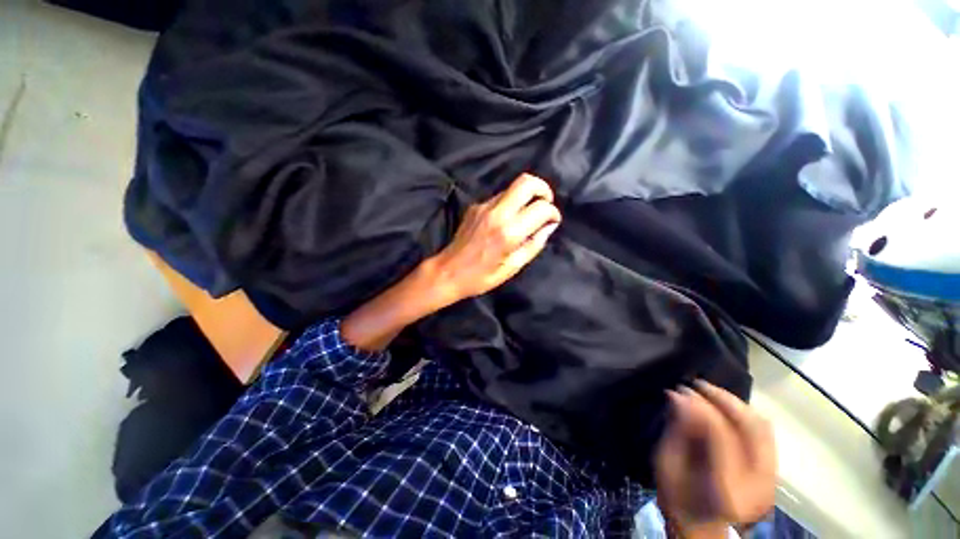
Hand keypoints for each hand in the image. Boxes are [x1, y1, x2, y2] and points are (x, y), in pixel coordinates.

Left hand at [429, 173, 560, 301]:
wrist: (448, 272)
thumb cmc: (481, 277)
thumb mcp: (513, 267)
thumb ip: (534, 244)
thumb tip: (549, 226)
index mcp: (509, 232)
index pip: (541, 207)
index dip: (553, 212)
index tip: (553, 221)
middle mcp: (497, 213)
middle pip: (526, 182)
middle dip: (543, 189)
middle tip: (545, 204)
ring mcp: (483, 207)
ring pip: (512, 187)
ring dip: (525, 196)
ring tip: (526, 215)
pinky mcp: (475, 207)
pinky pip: (499, 197)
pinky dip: (510, 203)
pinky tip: (506, 220)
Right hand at [655, 381, 776, 537]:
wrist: (702, 527)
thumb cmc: (677, 497)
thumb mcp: (667, 464)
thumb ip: (676, 430)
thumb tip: (678, 396)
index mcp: (726, 488)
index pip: (721, 435)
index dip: (701, 407)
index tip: (680, 390)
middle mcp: (758, 483)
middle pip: (752, 428)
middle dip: (724, 399)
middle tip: (697, 385)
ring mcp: (770, 479)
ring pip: (763, 427)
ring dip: (736, 404)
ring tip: (709, 392)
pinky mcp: (772, 473)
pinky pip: (765, 433)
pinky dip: (745, 414)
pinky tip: (724, 408)